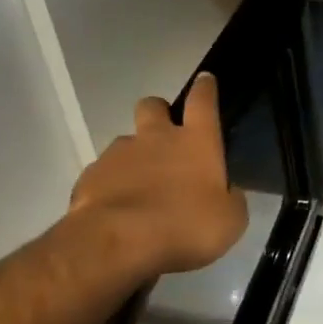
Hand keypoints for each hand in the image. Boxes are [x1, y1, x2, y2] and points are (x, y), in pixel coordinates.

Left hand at [66, 73, 248, 283]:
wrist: (117, 243)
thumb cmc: (184, 227)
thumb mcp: (229, 221)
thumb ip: (231, 200)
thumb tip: (229, 192)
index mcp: (196, 142)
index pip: (203, 102)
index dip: (206, 89)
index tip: (205, 80)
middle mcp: (156, 138)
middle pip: (153, 105)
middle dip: (158, 112)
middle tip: (164, 136)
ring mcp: (119, 154)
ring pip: (126, 141)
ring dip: (134, 155)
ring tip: (138, 185)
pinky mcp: (91, 175)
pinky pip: (103, 172)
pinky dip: (111, 184)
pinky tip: (116, 208)